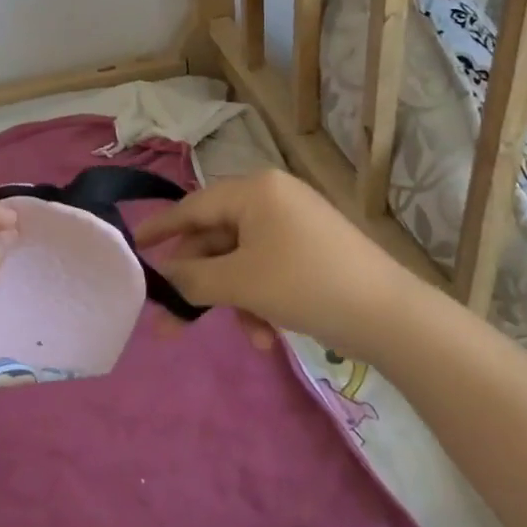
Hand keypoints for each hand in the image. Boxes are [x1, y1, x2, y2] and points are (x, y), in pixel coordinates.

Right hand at [135, 170, 421, 357]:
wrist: (393, 318)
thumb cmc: (306, 285)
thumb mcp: (240, 282)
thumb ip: (192, 278)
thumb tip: (163, 276)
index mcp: (254, 190)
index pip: (193, 206)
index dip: (160, 229)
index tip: (134, 247)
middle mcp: (272, 199)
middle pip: (216, 238)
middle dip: (199, 283)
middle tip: (171, 321)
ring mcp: (295, 225)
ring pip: (241, 260)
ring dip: (233, 299)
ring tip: (245, 336)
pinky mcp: (312, 252)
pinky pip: (267, 270)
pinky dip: (260, 299)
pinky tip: (267, 335)